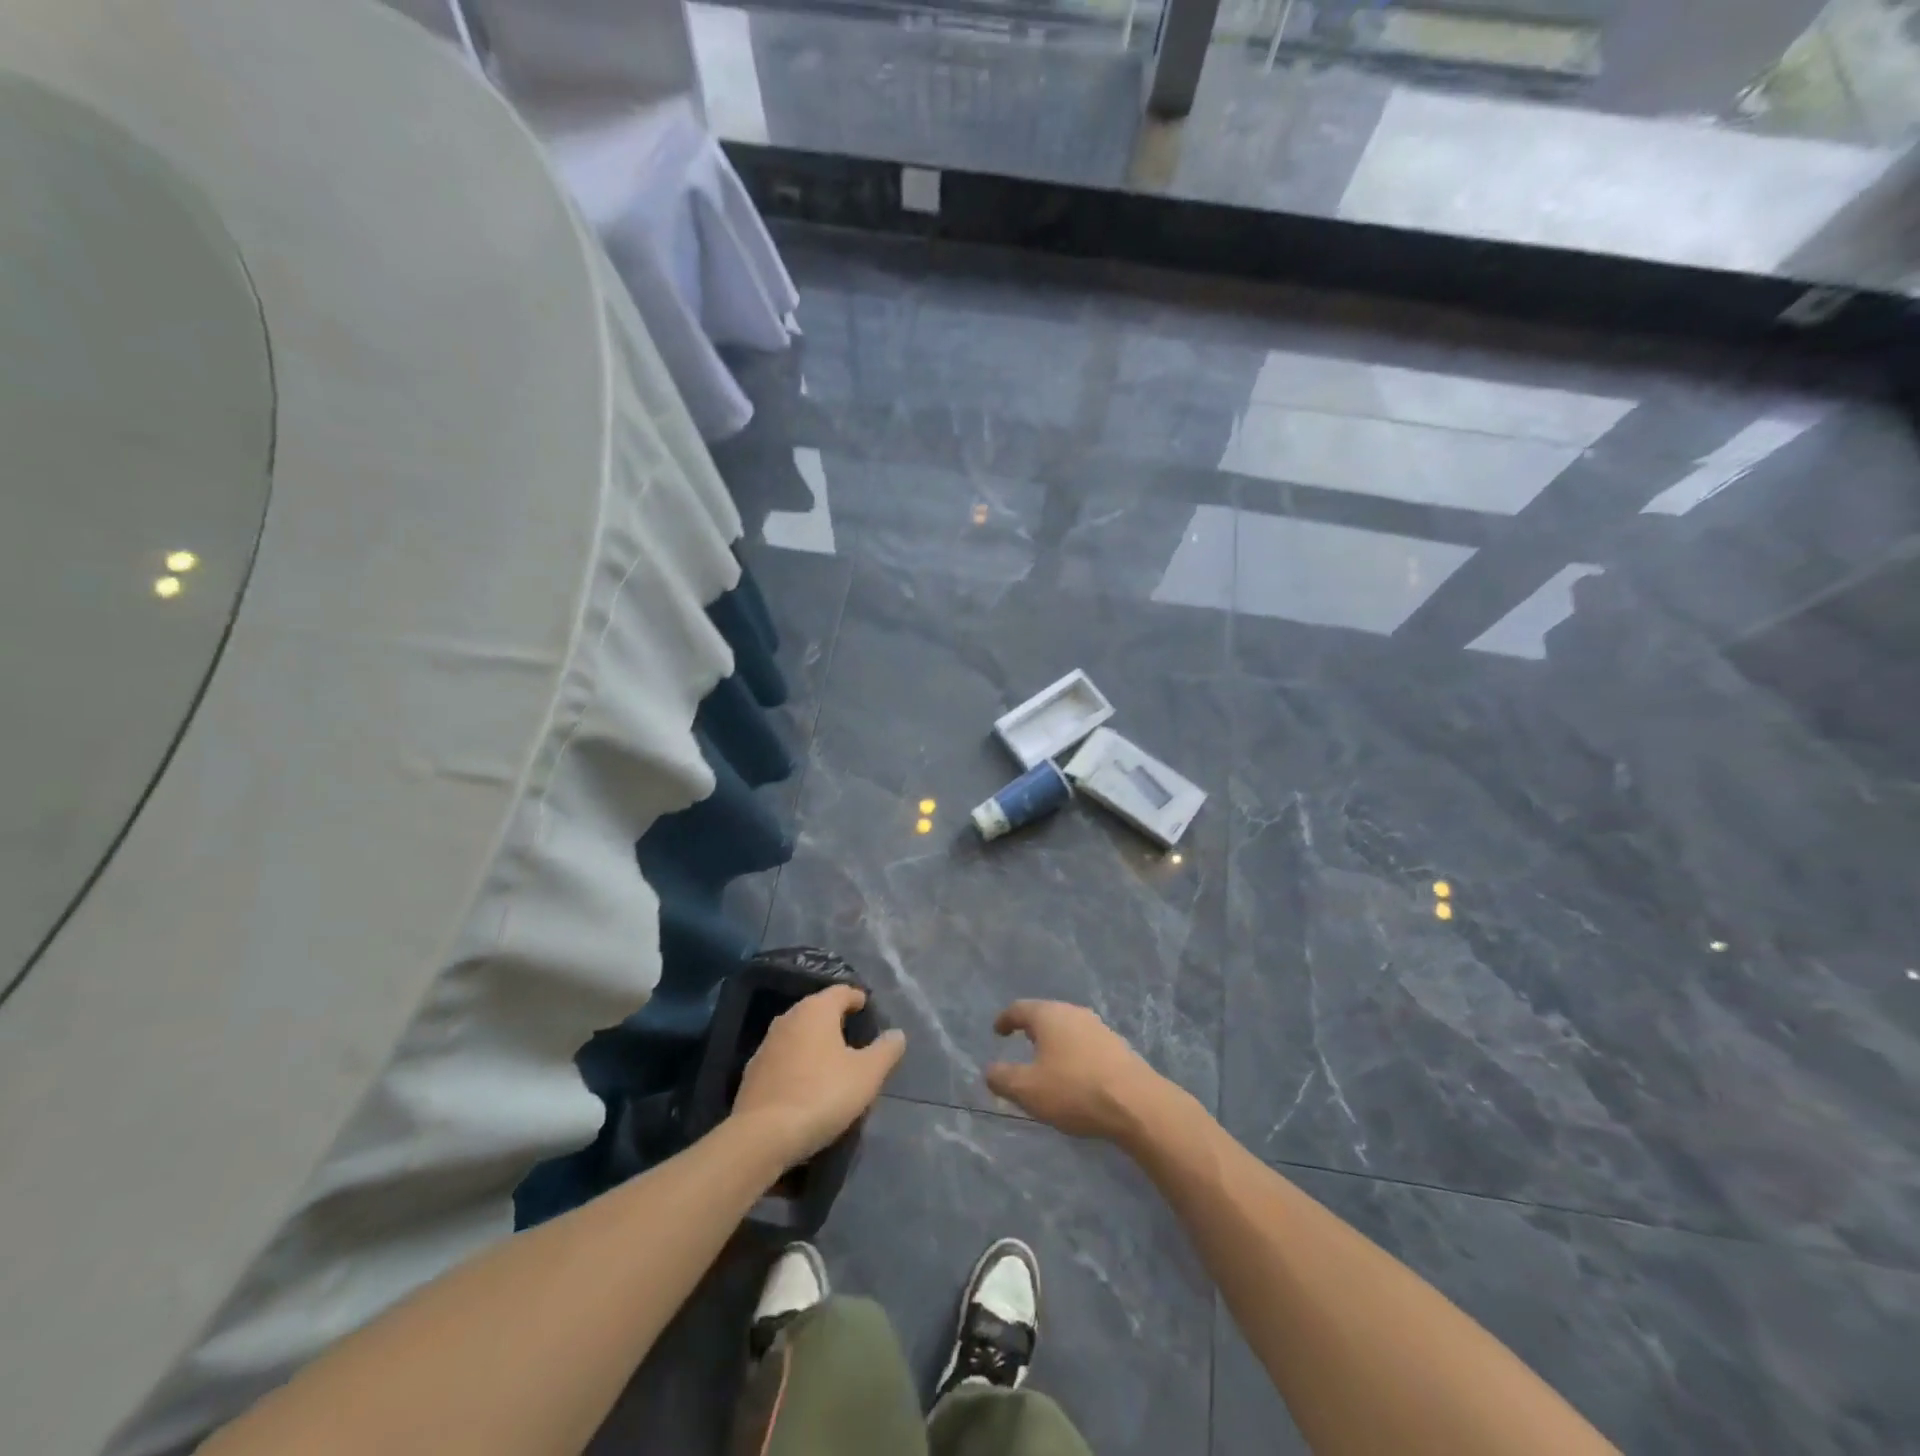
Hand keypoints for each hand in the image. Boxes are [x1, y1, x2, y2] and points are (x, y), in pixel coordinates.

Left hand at [732, 985, 905, 1166]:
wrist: (762, 1136)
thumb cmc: (822, 1094)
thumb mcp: (867, 1074)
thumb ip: (886, 1050)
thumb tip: (897, 1034)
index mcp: (816, 1010)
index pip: (841, 991)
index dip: (857, 998)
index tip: (867, 1009)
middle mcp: (788, 1018)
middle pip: (817, 1010)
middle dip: (835, 1020)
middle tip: (854, 1036)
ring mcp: (766, 1045)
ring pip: (798, 1034)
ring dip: (815, 1043)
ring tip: (832, 1062)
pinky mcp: (752, 1073)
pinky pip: (783, 1059)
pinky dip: (797, 1064)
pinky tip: (806, 1084)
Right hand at [985, 1000, 1165, 1141]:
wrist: (1136, 1103)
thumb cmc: (1074, 1090)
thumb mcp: (1028, 1090)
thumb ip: (1002, 1078)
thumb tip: (989, 1070)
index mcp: (1049, 1015)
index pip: (1020, 1009)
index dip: (1005, 1020)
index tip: (998, 1031)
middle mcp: (1074, 1012)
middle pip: (1046, 1014)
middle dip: (1032, 1028)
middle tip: (1021, 1043)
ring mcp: (1099, 1027)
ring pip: (1068, 1028)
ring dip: (1054, 1041)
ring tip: (1047, 1061)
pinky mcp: (1117, 1046)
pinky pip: (1085, 1043)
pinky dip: (1073, 1053)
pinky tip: (1074, 1074)